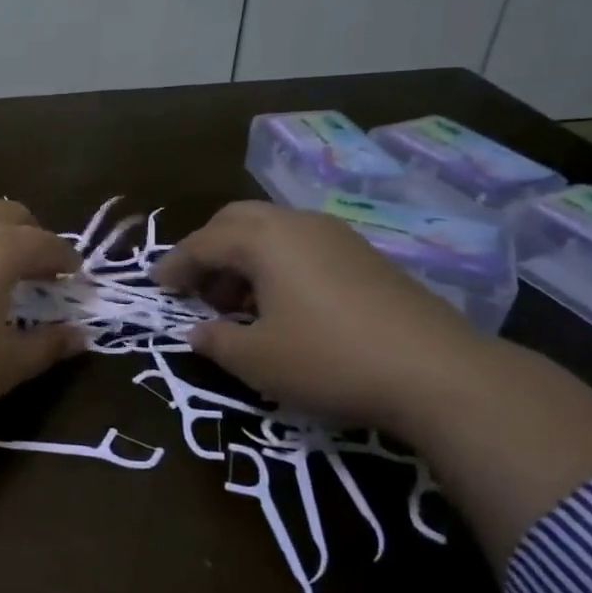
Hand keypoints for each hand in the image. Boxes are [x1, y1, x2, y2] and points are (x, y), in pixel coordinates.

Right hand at [151, 200, 486, 432]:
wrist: (435, 371)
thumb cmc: (328, 360)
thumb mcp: (257, 359)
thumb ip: (216, 341)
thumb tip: (196, 331)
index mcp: (265, 240)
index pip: (204, 242)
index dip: (175, 265)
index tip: (156, 284)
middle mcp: (298, 224)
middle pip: (237, 221)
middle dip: (208, 250)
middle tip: (195, 287)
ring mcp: (336, 236)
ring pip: (272, 231)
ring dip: (243, 258)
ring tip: (236, 302)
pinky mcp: (365, 256)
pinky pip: (302, 246)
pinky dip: (277, 265)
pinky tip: (282, 305)